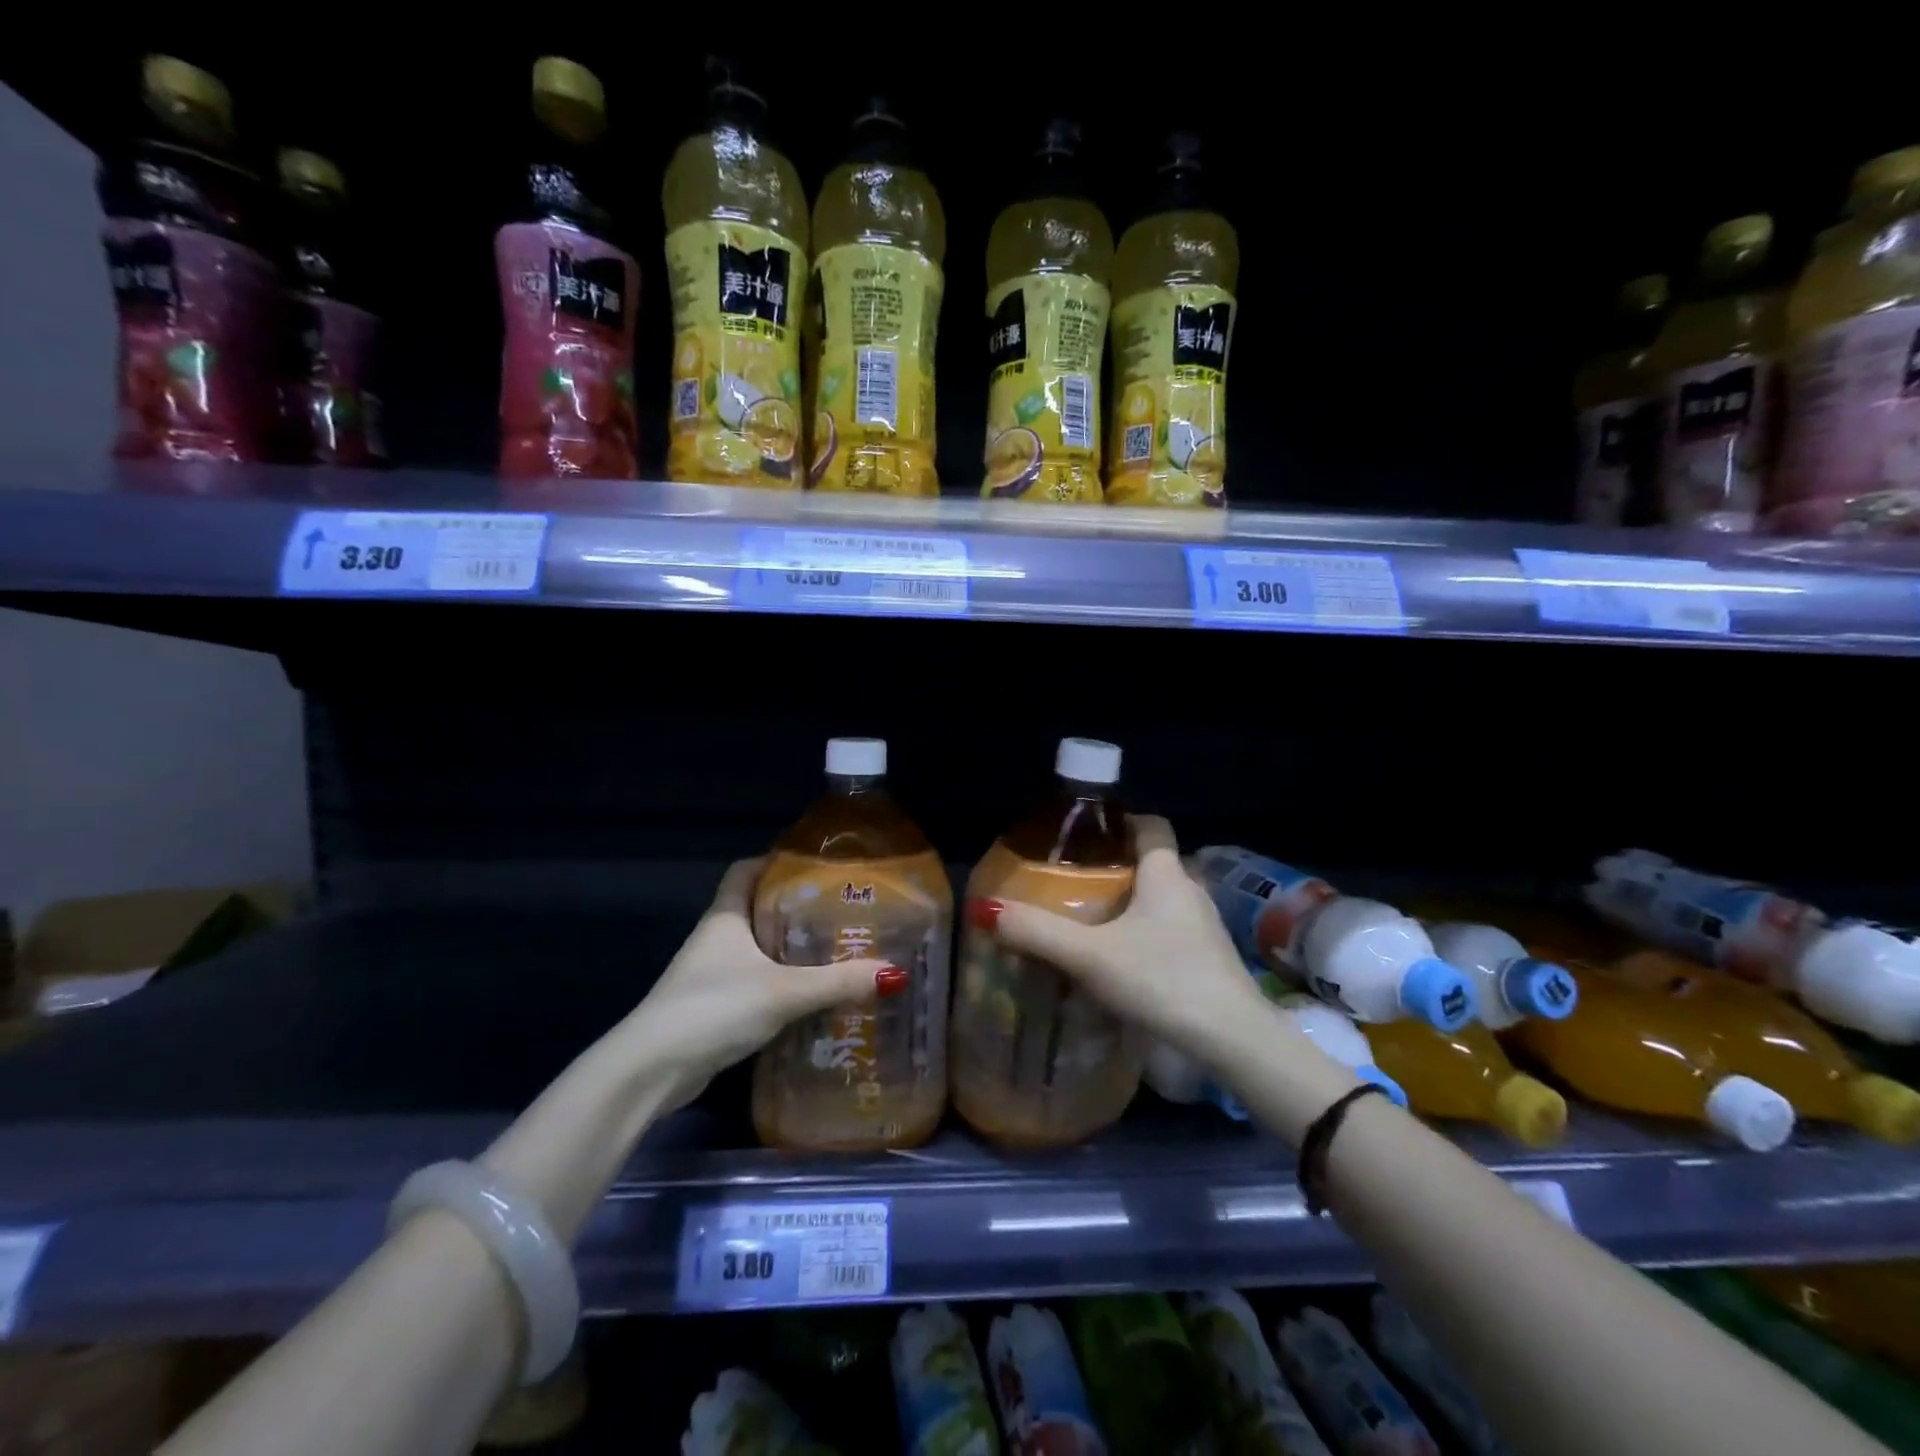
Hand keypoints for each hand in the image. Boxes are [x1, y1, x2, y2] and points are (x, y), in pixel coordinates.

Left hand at [633, 857, 907, 1109]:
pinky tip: (809, 998)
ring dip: (789, 952)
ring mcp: (710, 977)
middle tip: (840, 912)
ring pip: (757, 951)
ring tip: (835, 952)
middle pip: (757, 911)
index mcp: (725, 918)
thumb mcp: (783, 992)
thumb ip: (836, 983)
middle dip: (795, 910)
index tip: (813, 865)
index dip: (773, 862)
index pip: (745, 871)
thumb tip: (893, 974)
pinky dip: (780, 986)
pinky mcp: (713, 1010)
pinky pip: (754, 985)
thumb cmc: (713, 1008)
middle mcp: (715, 940)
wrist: (651, 1071)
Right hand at [965, 815, 1266, 1058]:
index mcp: (1166, 874)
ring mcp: (1205, 927)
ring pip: (1161, 900)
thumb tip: (986, 909)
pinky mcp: (1210, 959)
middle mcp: (1190, 890)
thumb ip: (1038, 933)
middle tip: (1072, 881)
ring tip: (1089, 920)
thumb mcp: (1091, 956)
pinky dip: (1145, 934)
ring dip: (1130, 904)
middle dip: (1114, 867)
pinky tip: (1121, 961)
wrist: (1234, 1040)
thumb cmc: (1163, 979)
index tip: (1086, 832)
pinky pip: (1170, 931)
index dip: (1121, 821)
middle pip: (1151, 863)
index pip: (1151, 825)